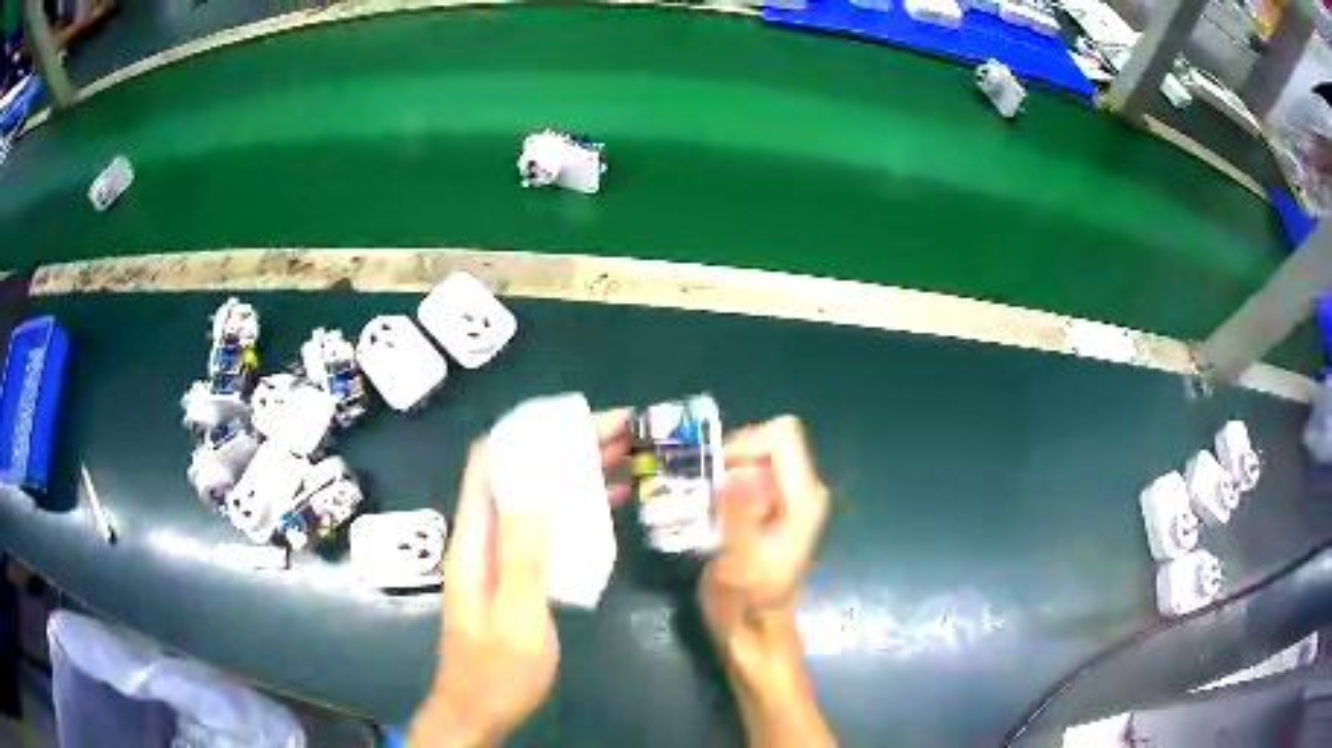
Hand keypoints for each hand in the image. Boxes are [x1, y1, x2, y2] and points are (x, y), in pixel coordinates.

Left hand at [411, 411, 631, 747]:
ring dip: (576, 476)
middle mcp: (485, 538)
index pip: (488, 464)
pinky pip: (548, 530)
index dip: (525, 433)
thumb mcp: (516, 615)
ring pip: (539, 500)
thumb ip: (523, 555)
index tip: (574, 419)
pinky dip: (576, 511)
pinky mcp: (519, 575)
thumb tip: (535, 490)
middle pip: (521, 476)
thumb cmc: (497, 669)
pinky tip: (609, 506)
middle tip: (622, 434)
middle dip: (566, 449)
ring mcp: (502, 557)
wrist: (480, 710)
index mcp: (475, 540)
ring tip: (626, 458)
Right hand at [703, 415, 828, 620]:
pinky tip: (712, 515)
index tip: (712, 475)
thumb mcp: (736, 564)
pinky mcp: (778, 503)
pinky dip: (726, 484)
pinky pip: (750, 472)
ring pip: (755, 456)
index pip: (782, 435)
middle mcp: (806, 490)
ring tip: (703, 509)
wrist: (754, 627)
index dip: (744, 444)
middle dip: (729, 462)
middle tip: (702, 496)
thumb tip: (741, 475)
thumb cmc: (744, 602)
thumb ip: (740, 518)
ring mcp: (794, 496)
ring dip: (723, 475)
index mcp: (805, 499)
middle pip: (766, 442)